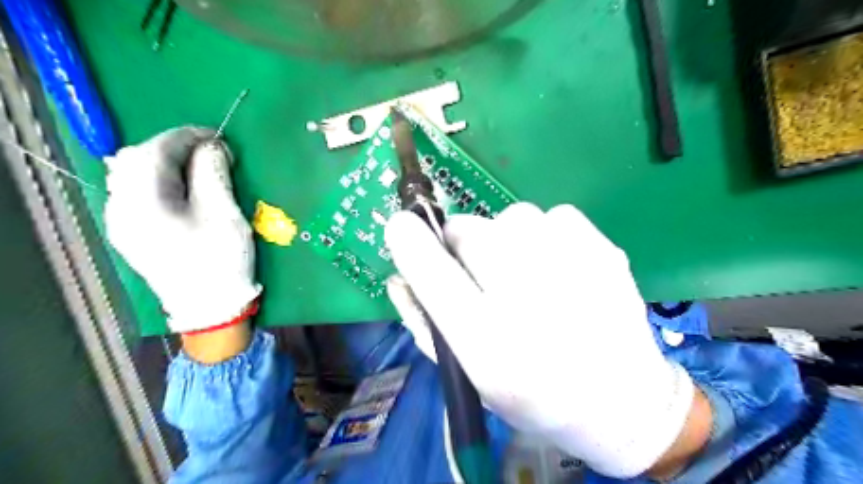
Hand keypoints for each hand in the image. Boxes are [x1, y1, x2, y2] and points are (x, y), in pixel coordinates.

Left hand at [105, 127, 258, 333]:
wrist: (210, 307)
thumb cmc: (221, 260)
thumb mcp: (224, 213)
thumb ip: (214, 173)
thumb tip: (213, 146)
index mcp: (142, 202)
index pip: (156, 150)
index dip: (188, 136)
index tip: (219, 137)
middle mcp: (120, 208)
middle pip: (136, 158)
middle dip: (174, 147)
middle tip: (211, 154)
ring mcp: (121, 222)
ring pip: (132, 174)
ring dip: (164, 162)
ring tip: (197, 169)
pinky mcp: (131, 232)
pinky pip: (135, 192)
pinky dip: (158, 180)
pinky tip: (181, 189)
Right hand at [388, 203, 695, 477]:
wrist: (622, 402)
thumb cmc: (532, 396)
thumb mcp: (467, 375)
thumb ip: (424, 323)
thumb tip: (398, 274)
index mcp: (489, 342)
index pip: (432, 272)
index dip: (409, 242)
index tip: (401, 226)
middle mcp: (529, 300)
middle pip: (470, 230)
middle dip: (463, 245)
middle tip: (483, 273)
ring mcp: (572, 267)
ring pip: (511, 216)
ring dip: (506, 240)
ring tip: (529, 276)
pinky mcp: (603, 248)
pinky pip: (552, 215)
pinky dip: (546, 235)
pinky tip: (561, 269)